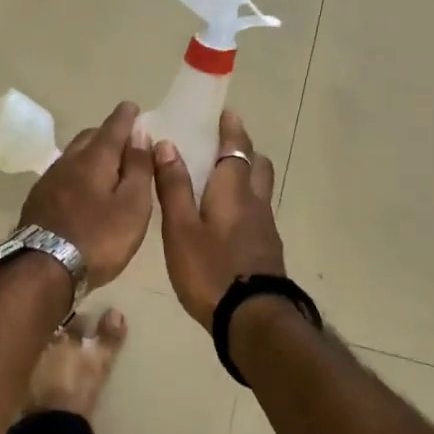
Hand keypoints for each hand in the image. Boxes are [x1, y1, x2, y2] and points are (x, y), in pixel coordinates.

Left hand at [19, 101, 154, 288]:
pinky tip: (82, 187)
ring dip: (90, 152)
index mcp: (95, 159)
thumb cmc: (98, 238)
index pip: (113, 127)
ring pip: (73, 155)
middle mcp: (69, 161)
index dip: (125, 117)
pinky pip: (63, 174)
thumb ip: (138, 168)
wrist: (43, 268)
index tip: (132, 108)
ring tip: (105, 163)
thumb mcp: (132, 205)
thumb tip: (140, 133)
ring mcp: (49, 180)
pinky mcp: (38, 199)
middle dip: (107, 133)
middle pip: (89, 137)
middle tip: (124, 139)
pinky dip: (77, 171)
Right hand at [154, 109, 285, 327]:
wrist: (253, 320)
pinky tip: (224, 220)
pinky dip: (243, 203)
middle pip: (258, 165)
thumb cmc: (210, 270)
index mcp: (234, 190)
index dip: (231, 129)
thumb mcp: (181, 228)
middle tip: (221, 146)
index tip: (225, 113)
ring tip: (218, 182)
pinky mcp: (266, 250)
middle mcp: (255, 202)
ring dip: (245, 177)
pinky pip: (256, 213)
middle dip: (243, 150)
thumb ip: (174, 186)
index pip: (237, 148)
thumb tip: (167, 144)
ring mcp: (265, 228)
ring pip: (259, 190)